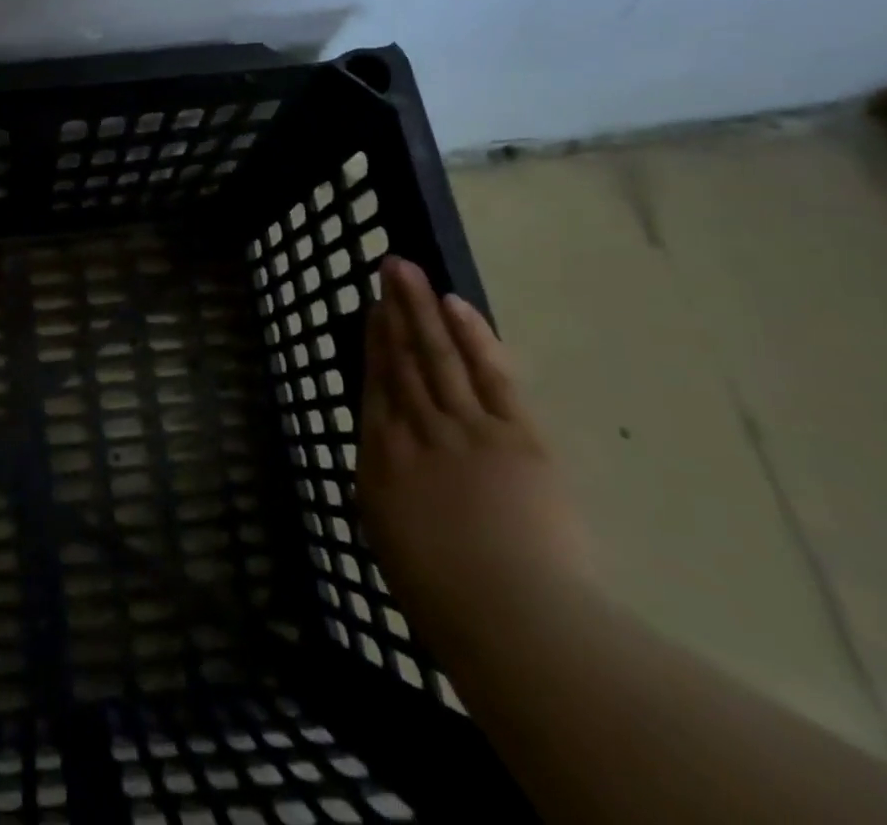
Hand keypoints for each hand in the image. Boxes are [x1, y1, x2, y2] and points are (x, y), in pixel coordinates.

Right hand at [356, 258, 594, 656]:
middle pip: (403, 359)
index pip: (376, 386)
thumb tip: (388, 463)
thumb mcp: (393, 541)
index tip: (372, 309)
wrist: (513, 619)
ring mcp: (465, 427)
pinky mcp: (515, 435)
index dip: (373, 343)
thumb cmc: (445, 597)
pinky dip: (472, 336)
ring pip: (437, 355)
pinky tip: (455, 305)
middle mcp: (415, 430)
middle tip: (389, 266)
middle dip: (394, 309)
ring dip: (421, 308)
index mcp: (381, 459)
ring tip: (408, 271)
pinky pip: (489, 374)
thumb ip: (389, 491)